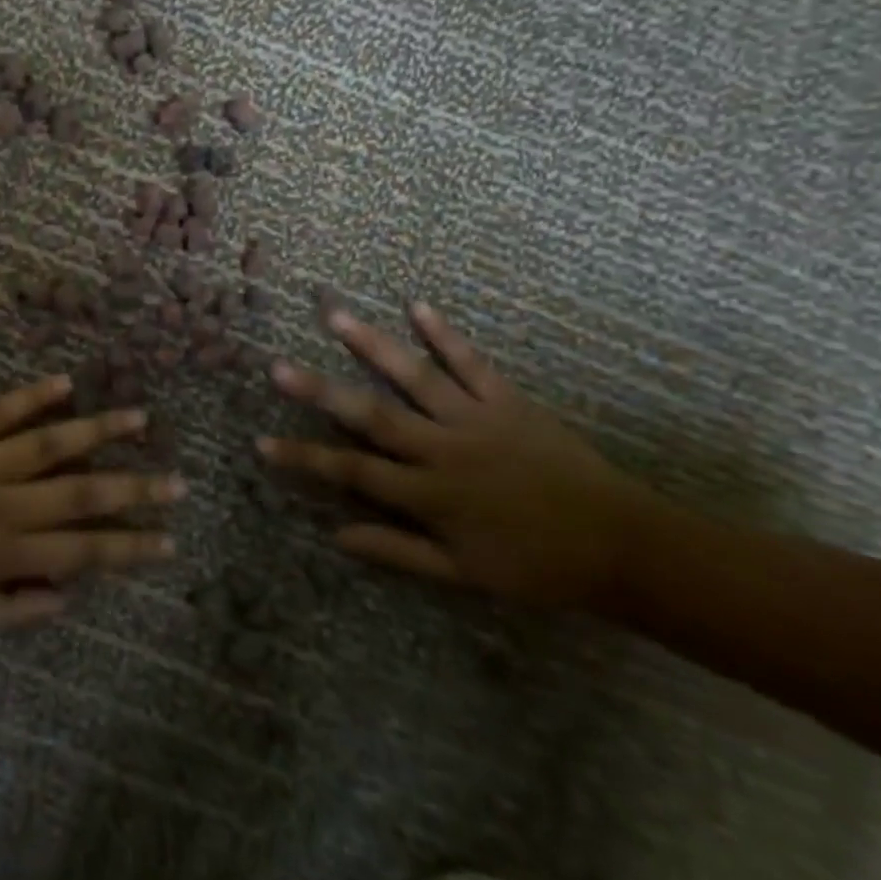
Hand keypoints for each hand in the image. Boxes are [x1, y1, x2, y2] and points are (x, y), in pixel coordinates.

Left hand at [0, 375, 183, 637]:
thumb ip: (14, 611)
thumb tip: (68, 595)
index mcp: (5, 554)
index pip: (83, 551)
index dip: (130, 547)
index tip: (169, 539)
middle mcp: (4, 504)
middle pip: (81, 494)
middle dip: (134, 489)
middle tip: (177, 480)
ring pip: (51, 443)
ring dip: (99, 431)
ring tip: (140, 417)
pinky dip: (34, 396)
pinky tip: (66, 383)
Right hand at [260, 303, 659, 609]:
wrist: (621, 546)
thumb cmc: (535, 566)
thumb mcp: (462, 573)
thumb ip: (397, 551)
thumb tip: (336, 535)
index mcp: (428, 495)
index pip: (349, 473)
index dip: (303, 459)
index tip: (260, 443)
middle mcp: (442, 450)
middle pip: (370, 417)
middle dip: (319, 392)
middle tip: (278, 366)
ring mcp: (474, 420)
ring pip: (413, 378)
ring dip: (372, 346)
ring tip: (335, 316)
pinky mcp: (507, 401)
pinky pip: (471, 364)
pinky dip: (444, 335)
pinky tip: (417, 306)